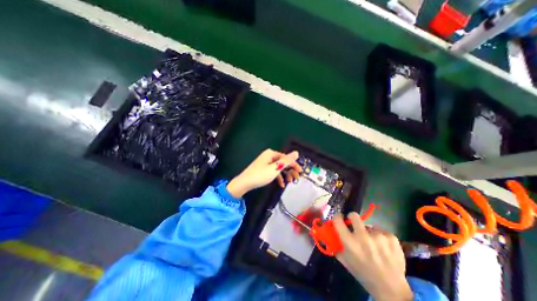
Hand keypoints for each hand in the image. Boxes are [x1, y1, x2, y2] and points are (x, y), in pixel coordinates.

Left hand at [225, 149, 300, 198]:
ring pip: (279, 167)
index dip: (294, 165)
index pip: (286, 158)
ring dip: (285, 174)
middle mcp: (269, 156)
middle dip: (290, 170)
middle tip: (296, 178)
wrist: (244, 183)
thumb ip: (286, 161)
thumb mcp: (275, 168)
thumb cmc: (260, 175)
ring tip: (290, 182)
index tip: (300, 172)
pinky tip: (281, 184)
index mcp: (271, 154)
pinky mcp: (263, 168)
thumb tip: (296, 152)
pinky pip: (273, 171)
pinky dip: (278, 177)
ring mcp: (265, 162)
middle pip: (283, 162)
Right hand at [335, 212, 412, 300]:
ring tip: (373, 244)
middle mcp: (363, 237)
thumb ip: (336, 245)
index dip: (337, 217)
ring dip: (369, 232)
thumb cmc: (363, 274)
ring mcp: (379, 237)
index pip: (338, 221)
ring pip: (369, 226)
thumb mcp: (345, 261)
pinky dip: (381, 236)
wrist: (391, 290)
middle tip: (355, 224)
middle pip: (354, 215)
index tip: (340, 218)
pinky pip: (381, 231)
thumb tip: (330, 234)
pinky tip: (384, 247)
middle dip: (353, 218)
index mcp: (350, 243)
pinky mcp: (392, 238)